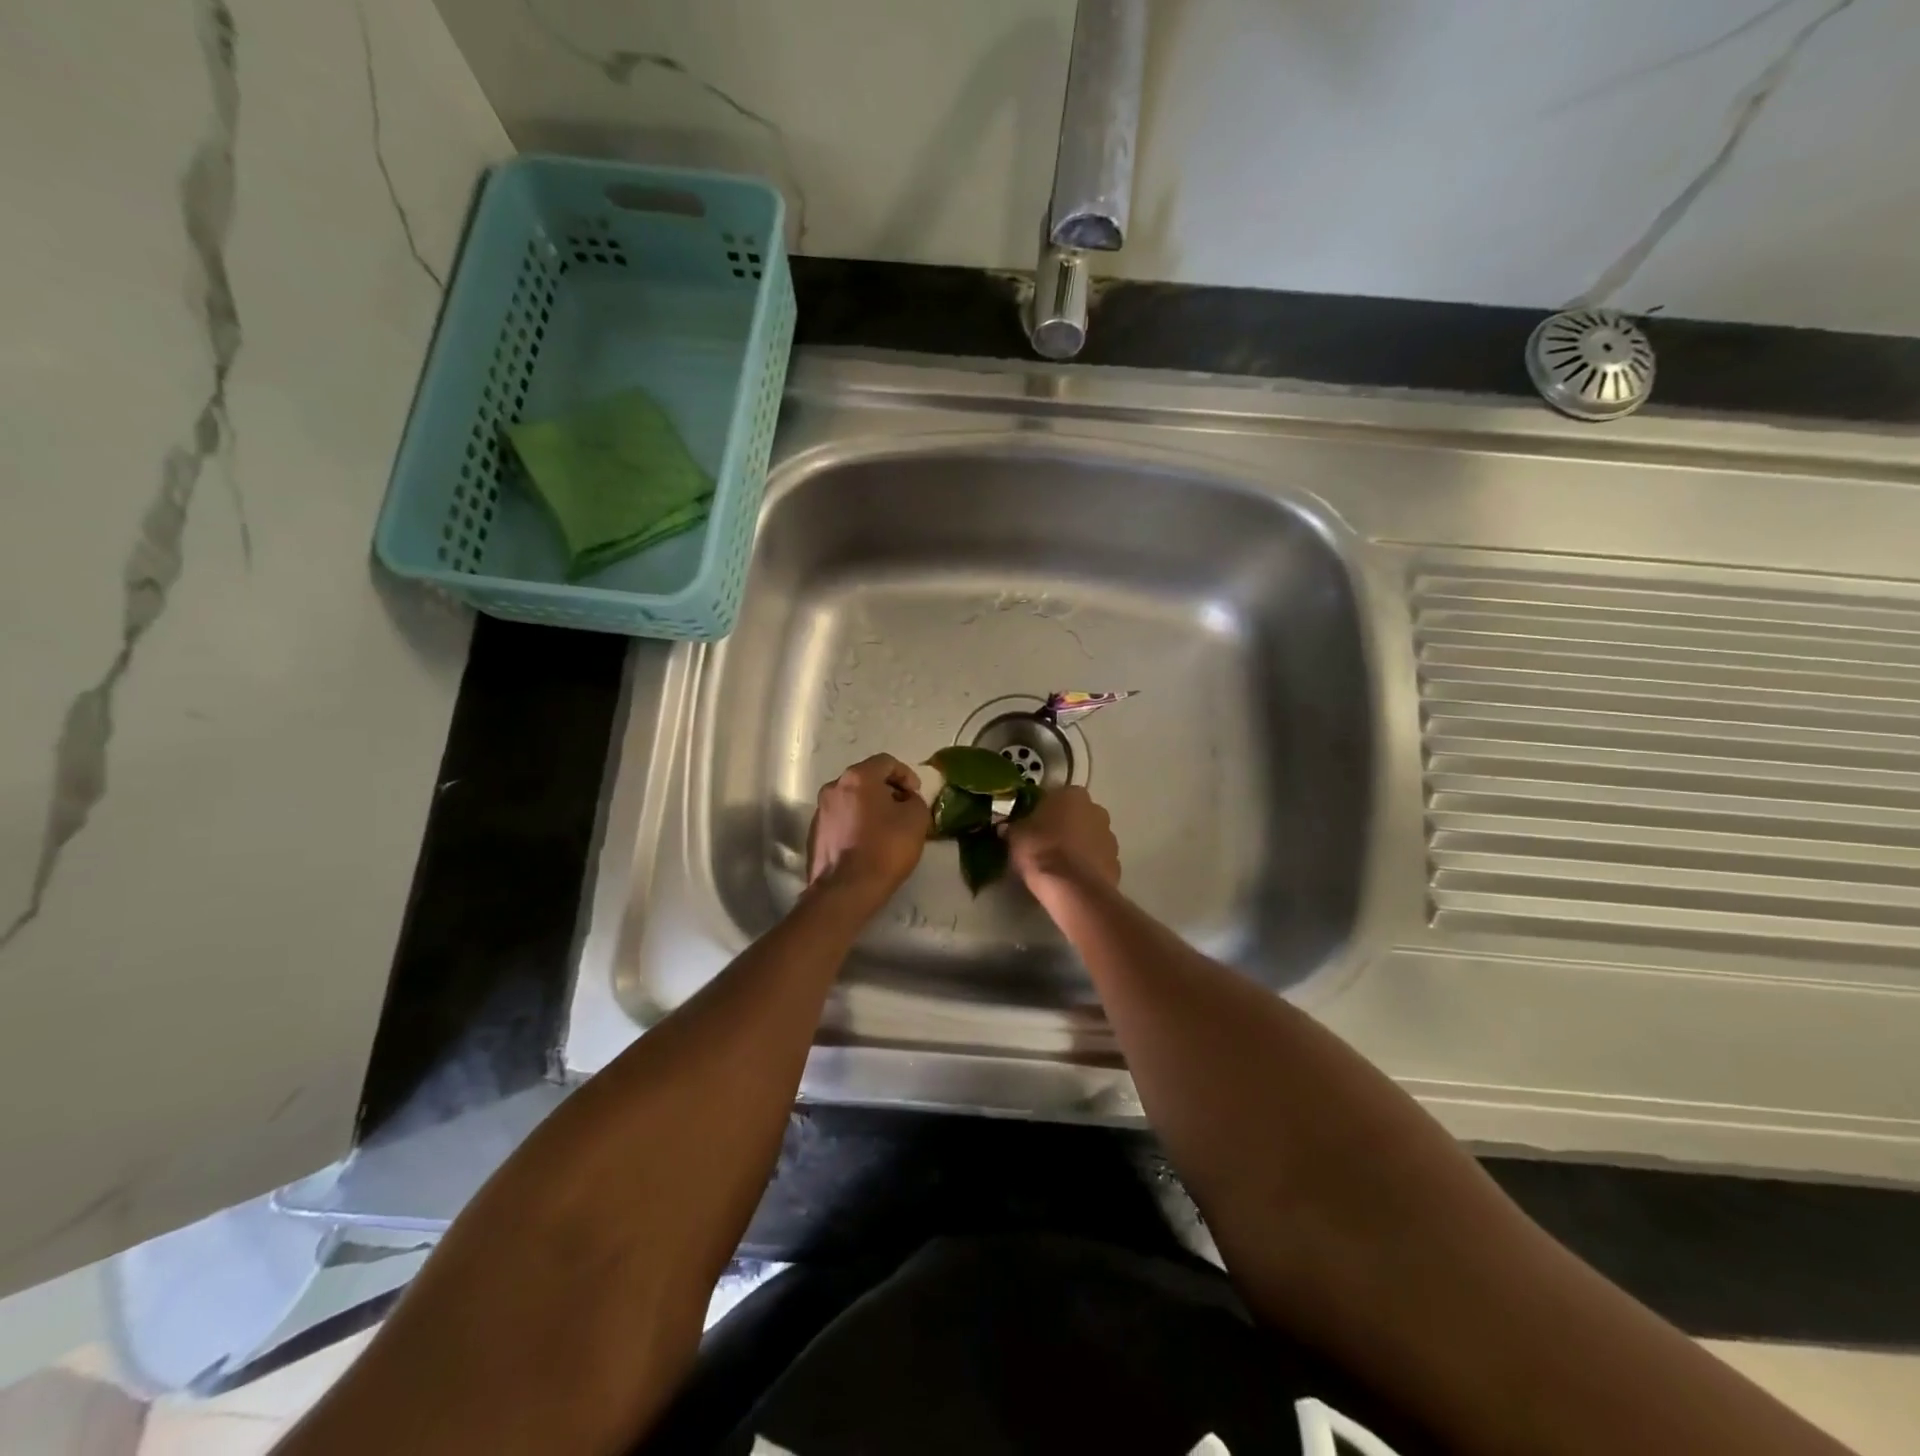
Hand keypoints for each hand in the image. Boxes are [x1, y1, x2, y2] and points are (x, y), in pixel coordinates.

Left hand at [807, 755, 929, 906]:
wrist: (846, 890)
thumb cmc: (885, 848)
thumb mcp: (916, 819)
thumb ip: (915, 800)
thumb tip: (906, 800)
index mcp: (857, 777)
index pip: (886, 762)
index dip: (906, 774)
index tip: (915, 794)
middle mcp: (833, 787)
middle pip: (865, 779)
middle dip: (887, 790)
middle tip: (903, 809)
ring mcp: (820, 811)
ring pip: (851, 800)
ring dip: (870, 807)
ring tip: (886, 828)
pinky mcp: (814, 834)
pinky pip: (841, 819)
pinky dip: (855, 823)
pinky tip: (867, 843)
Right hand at [1007, 786, 1119, 891]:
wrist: (1072, 889)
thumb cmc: (1041, 850)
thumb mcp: (1015, 836)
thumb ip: (1014, 827)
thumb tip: (1008, 828)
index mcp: (1072, 795)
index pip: (1056, 796)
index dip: (1043, 810)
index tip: (1032, 825)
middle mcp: (1096, 809)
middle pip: (1077, 814)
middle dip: (1065, 826)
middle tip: (1045, 843)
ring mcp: (1110, 836)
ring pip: (1090, 836)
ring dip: (1078, 845)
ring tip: (1059, 864)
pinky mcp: (1116, 862)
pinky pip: (1097, 859)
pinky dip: (1087, 865)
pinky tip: (1072, 878)